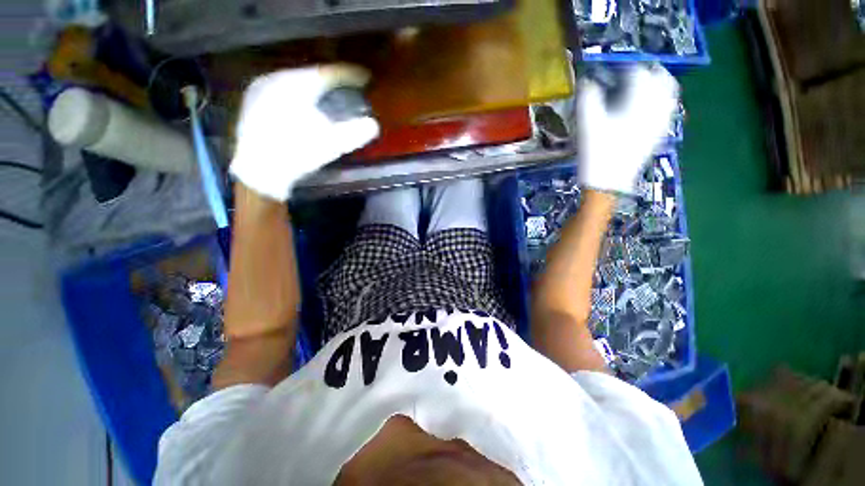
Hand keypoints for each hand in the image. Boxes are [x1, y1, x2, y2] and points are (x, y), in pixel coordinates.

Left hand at [229, 64, 379, 200]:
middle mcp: (275, 79)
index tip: (366, 77)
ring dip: (315, 89)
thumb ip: (354, 133)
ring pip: (295, 83)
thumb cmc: (296, 154)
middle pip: (311, 75)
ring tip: (330, 96)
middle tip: (349, 86)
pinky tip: (305, 107)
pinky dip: (299, 97)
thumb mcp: (331, 144)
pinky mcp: (253, 104)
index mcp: (295, 85)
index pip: (328, 74)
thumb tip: (373, 125)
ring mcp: (260, 90)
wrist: (258, 173)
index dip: (349, 75)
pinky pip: (283, 92)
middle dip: (332, 82)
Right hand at [577, 65, 678, 193]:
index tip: (609, 70)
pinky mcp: (659, 134)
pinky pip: (667, 108)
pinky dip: (660, 99)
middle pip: (660, 78)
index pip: (637, 72)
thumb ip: (588, 97)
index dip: (622, 67)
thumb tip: (587, 80)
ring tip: (641, 85)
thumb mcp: (588, 124)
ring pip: (668, 92)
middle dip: (645, 70)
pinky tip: (648, 104)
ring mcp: (661, 121)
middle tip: (628, 73)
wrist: (609, 183)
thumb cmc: (598, 152)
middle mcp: (657, 107)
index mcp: (639, 102)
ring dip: (656, 83)